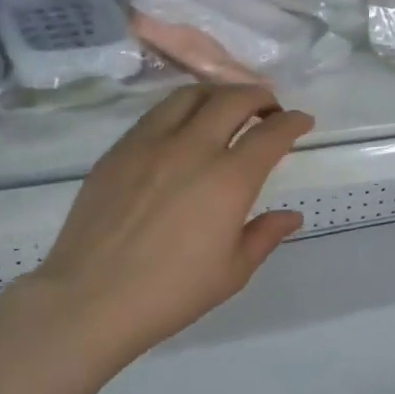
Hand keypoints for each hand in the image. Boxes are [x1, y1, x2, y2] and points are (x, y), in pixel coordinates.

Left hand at [20, 85, 313, 369]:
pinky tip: (183, 130)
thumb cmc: (172, 292)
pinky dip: (182, 110)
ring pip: (190, 95)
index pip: (271, 133)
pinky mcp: (118, 150)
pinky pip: (156, 114)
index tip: (302, 121)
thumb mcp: (232, 271)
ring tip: (226, 110)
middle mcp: (192, 148)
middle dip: (260, 96)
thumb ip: (265, 235)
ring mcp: (149, 143)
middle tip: (268, 109)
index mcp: (229, 179)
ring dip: (218, 94)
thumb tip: (291, 216)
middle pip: (233, 99)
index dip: (293, 122)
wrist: (92, 299)